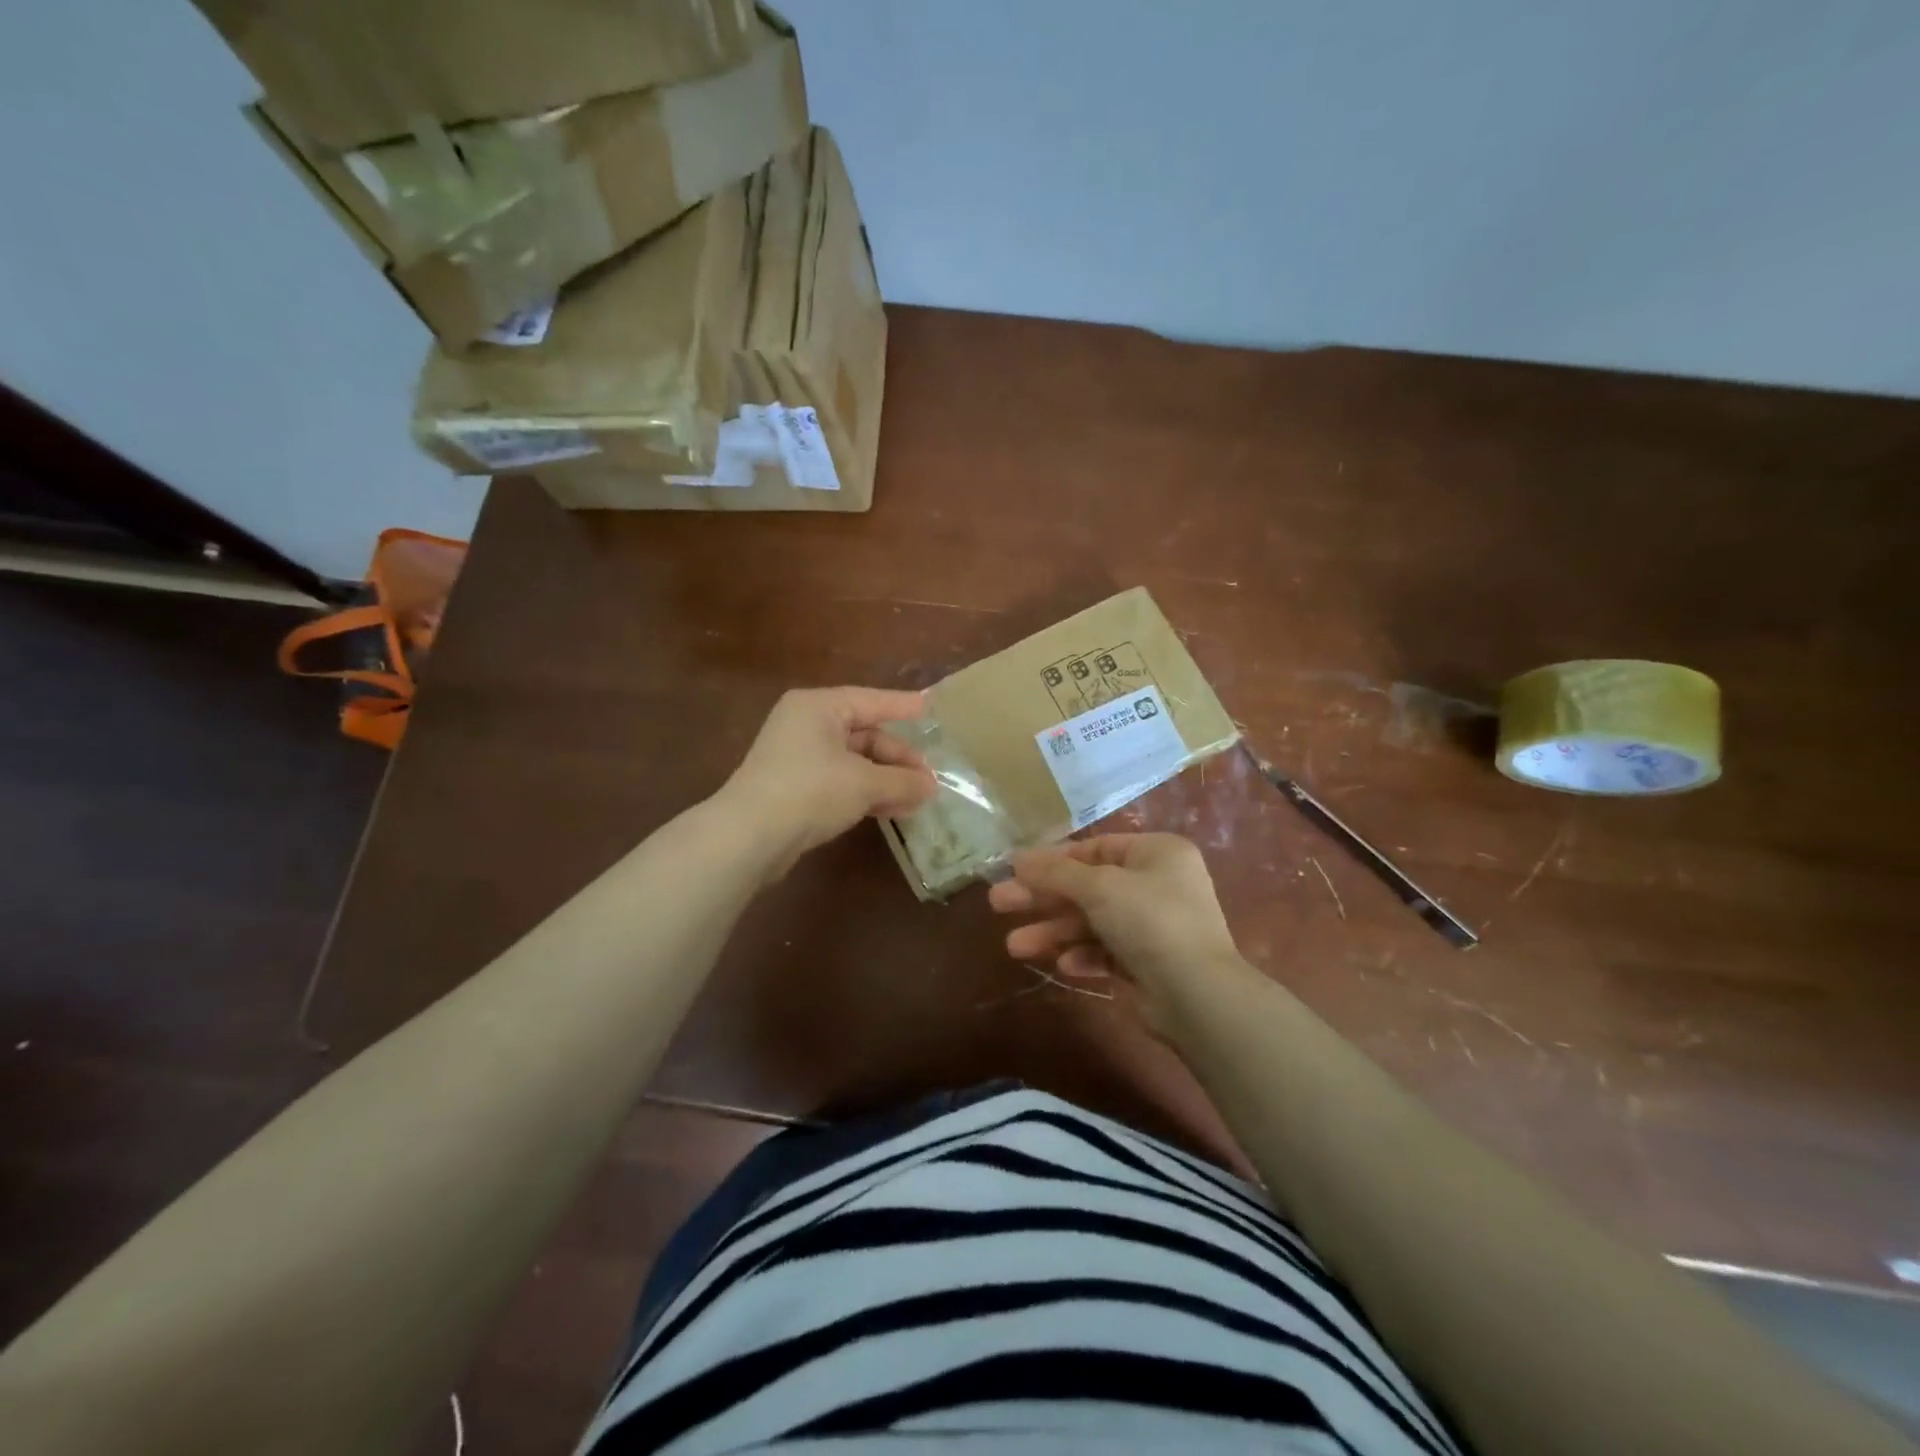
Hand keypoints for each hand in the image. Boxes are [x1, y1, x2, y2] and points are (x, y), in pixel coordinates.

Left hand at [714, 687, 936, 877]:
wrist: (748, 837)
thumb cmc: (810, 791)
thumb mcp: (864, 783)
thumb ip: (902, 781)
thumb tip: (931, 786)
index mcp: (818, 707)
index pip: (871, 701)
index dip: (903, 707)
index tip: (930, 708)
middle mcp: (805, 724)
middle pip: (864, 735)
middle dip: (898, 759)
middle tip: (928, 780)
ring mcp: (797, 757)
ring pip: (854, 762)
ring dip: (886, 780)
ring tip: (918, 800)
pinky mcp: (794, 788)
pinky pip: (840, 782)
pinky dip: (865, 793)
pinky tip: (891, 810)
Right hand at [988, 834, 1247, 1025]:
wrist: (1198, 996)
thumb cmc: (1150, 921)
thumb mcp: (1098, 887)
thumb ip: (1055, 872)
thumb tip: (1016, 857)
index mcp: (1156, 853)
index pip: (1094, 849)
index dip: (1052, 860)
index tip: (1014, 870)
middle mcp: (1158, 884)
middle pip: (1087, 886)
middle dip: (1043, 898)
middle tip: (998, 904)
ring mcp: (1155, 926)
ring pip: (1092, 922)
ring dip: (1055, 933)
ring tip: (1015, 947)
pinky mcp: (1149, 964)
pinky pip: (1107, 952)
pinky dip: (1084, 956)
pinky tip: (1065, 966)